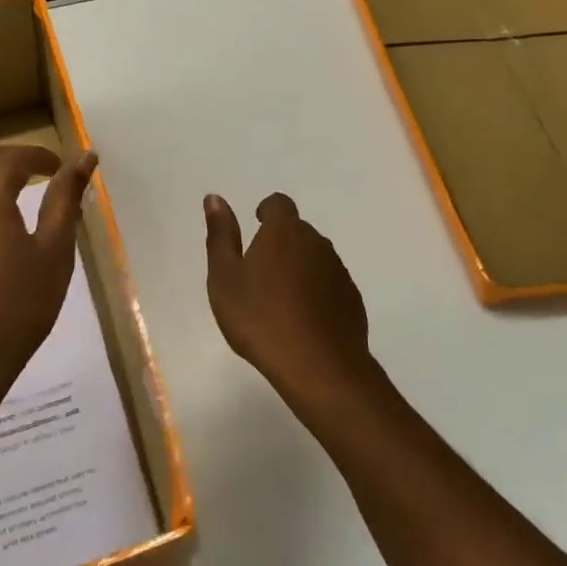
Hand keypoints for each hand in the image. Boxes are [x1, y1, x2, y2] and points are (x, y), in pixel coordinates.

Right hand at [203, 192, 372, 405]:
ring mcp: (338, 271)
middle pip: (298, 231)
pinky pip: (329, 284)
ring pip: (315, 258)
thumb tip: (214, 198)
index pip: (279, 204)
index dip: (267, 211)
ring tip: (279, 300)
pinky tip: (302, 320)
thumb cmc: (260, 319)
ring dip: (299, 267)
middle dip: (280, 242)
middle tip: (259, 272)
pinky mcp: (352, 299)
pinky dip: (316, 292)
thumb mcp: (225, 278)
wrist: (318, 367)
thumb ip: (220, 235)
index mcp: (284, 232)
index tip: (256, 226)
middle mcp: (316, 243)